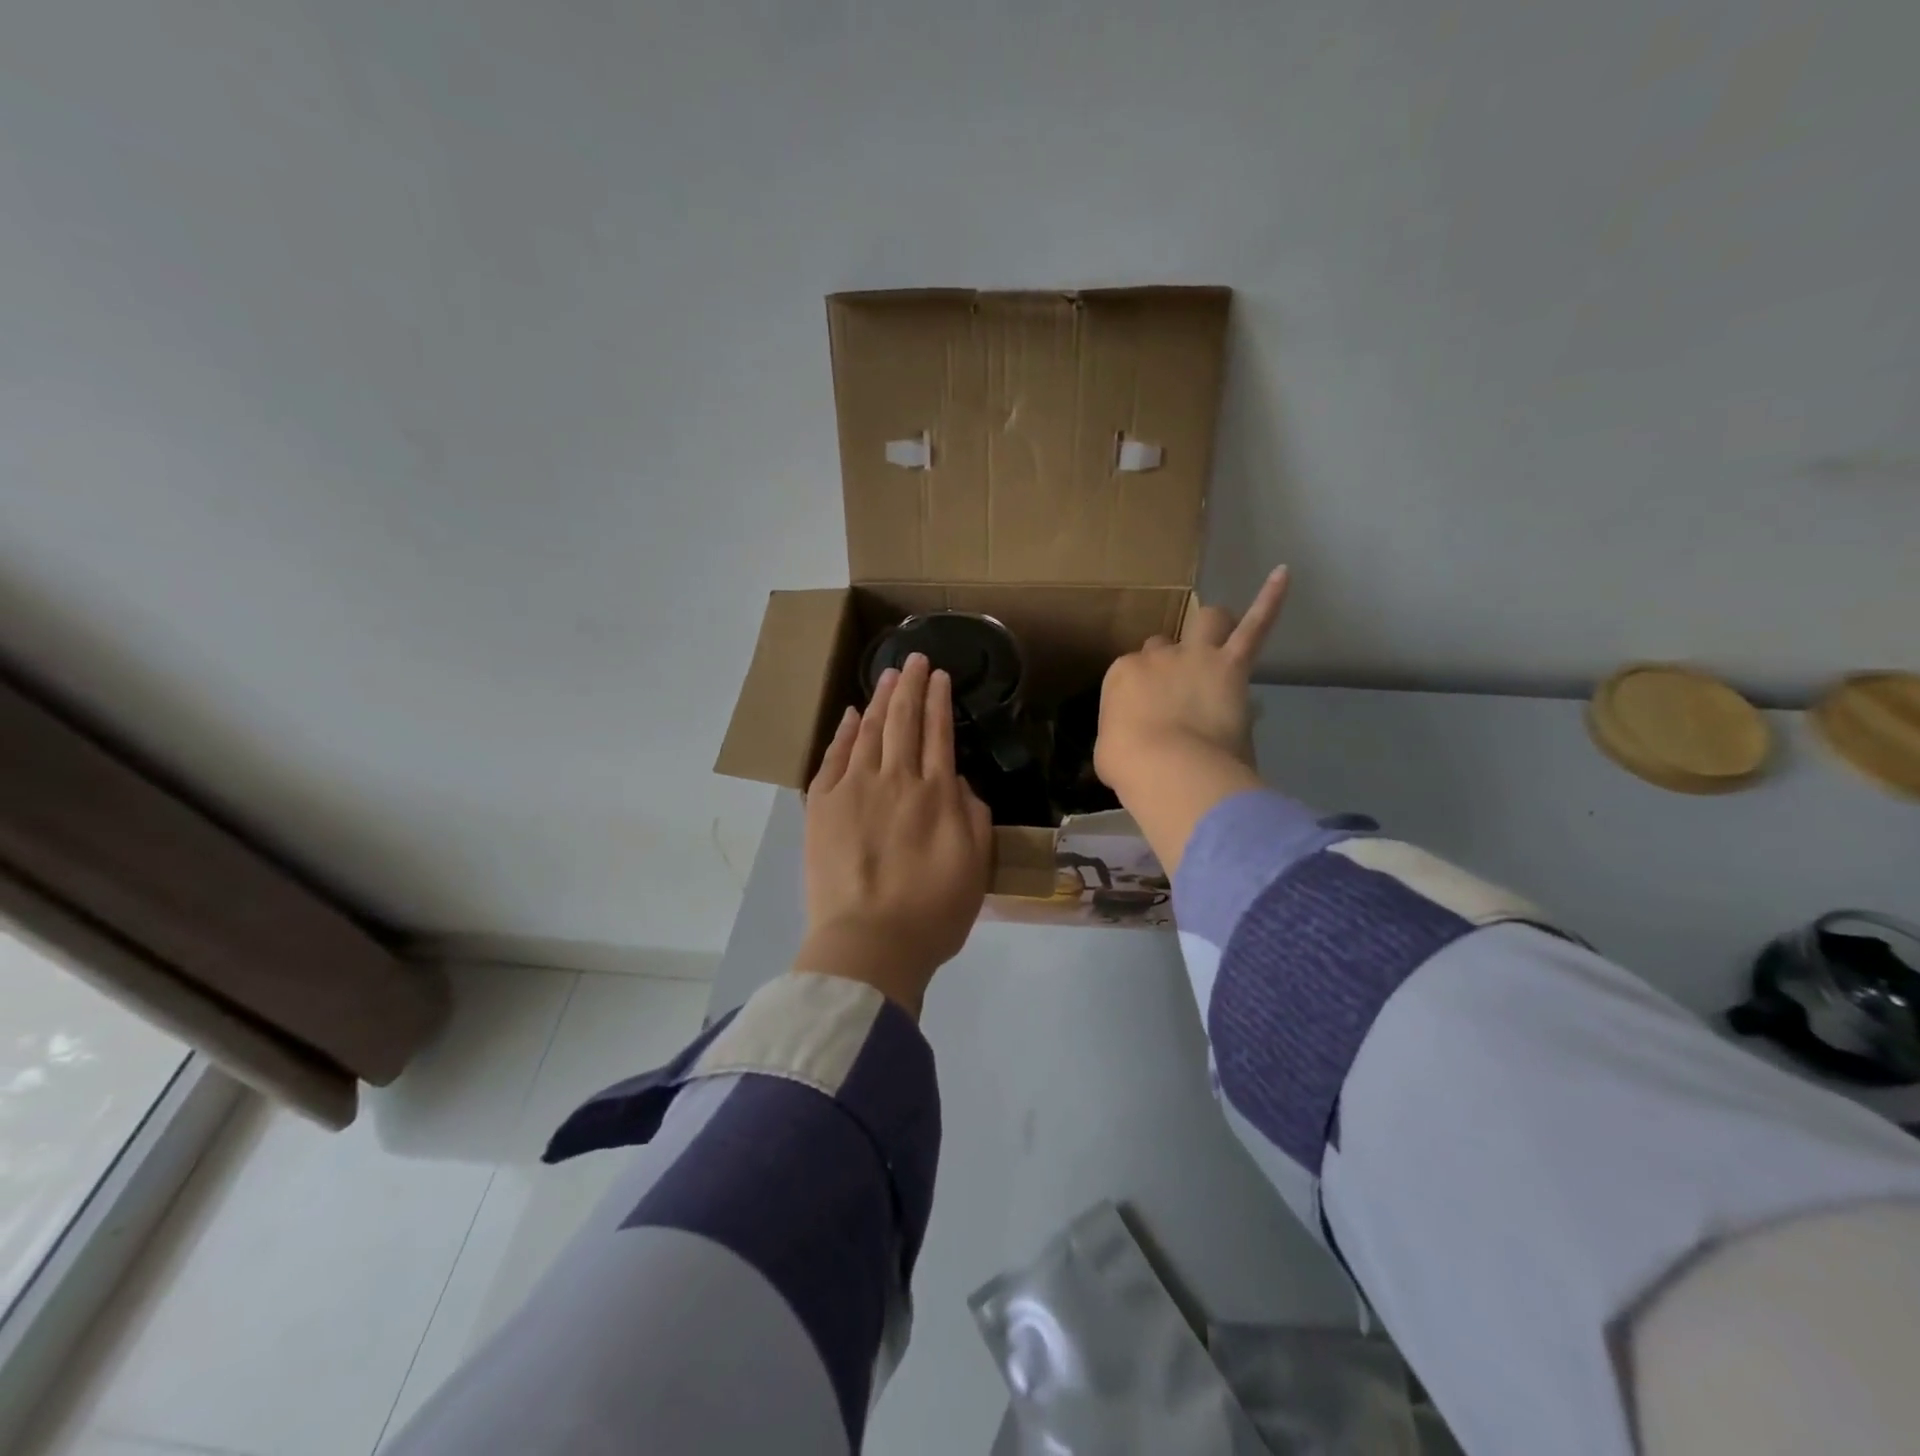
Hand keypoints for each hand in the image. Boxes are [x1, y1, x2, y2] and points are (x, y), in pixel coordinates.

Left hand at [797, 653, 992, 1016]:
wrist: (869, 943)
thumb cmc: (933, 912)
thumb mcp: (975, 866)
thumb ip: (973, 816)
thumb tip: (957, 782)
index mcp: (938, 794)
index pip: (940, 733)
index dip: (940, 701)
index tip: (939, 676)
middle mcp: (897, 780)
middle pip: (905, 722)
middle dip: (912, 686)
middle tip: (915, 659)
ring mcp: (855, 789)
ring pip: (871, 731)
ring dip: (882, 699)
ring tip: (889, 674)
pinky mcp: (822, 806)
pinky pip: (835, 757)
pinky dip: (845, 733)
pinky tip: (853, 715)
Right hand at [1094, 566, 1289, 874]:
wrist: (1170, 768)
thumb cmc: (1131, 766)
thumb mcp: (1108, 754)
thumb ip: (1119, 737)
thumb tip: (1128, 742)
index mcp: (1122, 675)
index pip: (1131, 673)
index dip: (1141, 691)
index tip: (1146, 714)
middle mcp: (1158, 657)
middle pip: (1163, 647)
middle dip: (1169, 662)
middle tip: (1177, 691)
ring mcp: (1196, 656)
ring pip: (1208, 620)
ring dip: (1212, 625)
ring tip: (1218, 635)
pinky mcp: (1232, 665)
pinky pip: (1256, 626)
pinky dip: (1270, 600)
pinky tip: (1283, 574)